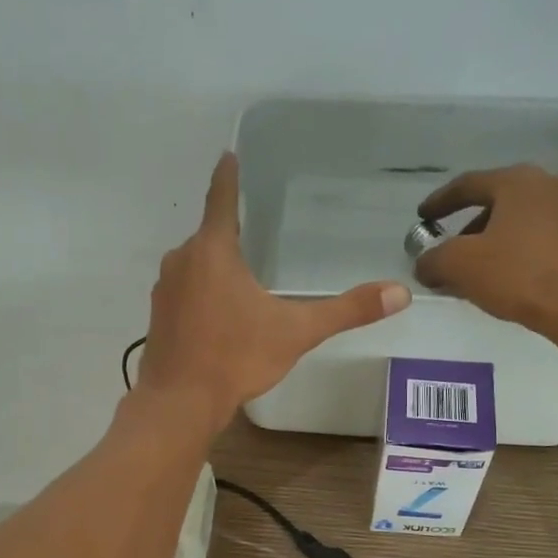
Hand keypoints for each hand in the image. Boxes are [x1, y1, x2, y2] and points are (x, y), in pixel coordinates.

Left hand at [137, 152, 410, 434]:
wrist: (180, 403)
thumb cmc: (236, 358)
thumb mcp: (296, 332)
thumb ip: (347, 311)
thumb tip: (399, 293)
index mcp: (213, 251)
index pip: (221, 199)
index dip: (228, 176)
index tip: (228, 154)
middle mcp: (182, 260)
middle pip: (209, 236)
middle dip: (230, 235)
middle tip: (254, 233)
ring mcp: (164, 290)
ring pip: (195, 266)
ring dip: (215, 269)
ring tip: (241, 280)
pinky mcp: (157, 317)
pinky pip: (184, 293)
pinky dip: (200, 295)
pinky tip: (218, 316)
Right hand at [415, 165, 557, 334]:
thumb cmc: (522, 276)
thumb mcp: (462, 266)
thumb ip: (434, 260)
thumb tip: (423, 264)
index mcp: (519, 182)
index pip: (469, 184)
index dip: (441, 202)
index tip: (423, 217)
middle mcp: (552, 184)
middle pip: (499, 202)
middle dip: (470, 228)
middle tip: (451, 253)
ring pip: (524, 222)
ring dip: (498, 242)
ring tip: (480, 272)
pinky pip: (547, 240)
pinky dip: (524, 254)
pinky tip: (514, 280)